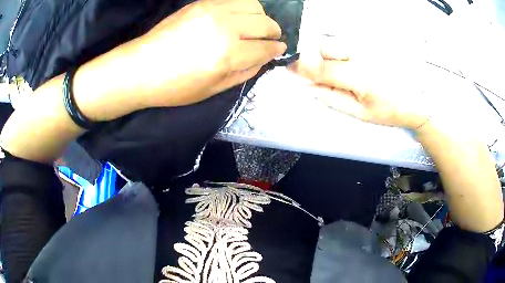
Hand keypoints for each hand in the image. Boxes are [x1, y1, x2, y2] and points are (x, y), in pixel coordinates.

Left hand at [131, 0, 286, 107]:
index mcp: (228, 55)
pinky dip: (244, 7)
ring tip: (254, 26)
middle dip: (273, 32)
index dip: (276, 50)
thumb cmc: (175, 86)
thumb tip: (264, 58)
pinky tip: (238, 17)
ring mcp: (213, 11)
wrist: (141, 68)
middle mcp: (225, 28)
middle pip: (265, 23)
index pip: (265, 48)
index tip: (279, 49)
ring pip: (254, 5)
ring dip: (260, 16)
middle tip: (269, 39)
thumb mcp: (213, 90)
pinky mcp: (202, 3)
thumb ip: (244, 73)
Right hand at [288, 37, 437, 129]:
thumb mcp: (360, 114)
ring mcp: (369, 47)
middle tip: (326, 73)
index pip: (322, 67)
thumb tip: (309, 86)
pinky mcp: (374, 44)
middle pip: (326, 45)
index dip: (302, 67)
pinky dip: (344, 52)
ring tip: (346, 71)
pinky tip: (356, 65)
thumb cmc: (389, 111)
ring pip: (337, 42)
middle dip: (318, 57)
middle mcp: (362, 55)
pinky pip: (349, 42)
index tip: (290, 68)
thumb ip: (332, 99)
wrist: (417, 100)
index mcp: (359, 77)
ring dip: (332, 54)